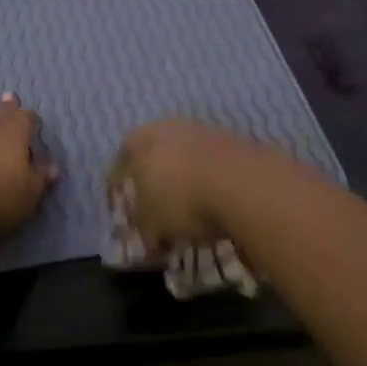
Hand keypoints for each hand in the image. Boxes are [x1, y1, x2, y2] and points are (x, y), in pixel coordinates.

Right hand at [108, 118, 258, 251]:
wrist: (245, 185)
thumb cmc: (182, 200)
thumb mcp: (152, 225)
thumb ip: (145, 229)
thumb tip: (149, 238)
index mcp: (141, 140)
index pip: (121, 162)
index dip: (121, 190)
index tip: (127, 214)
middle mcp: (170, 127)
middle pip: (156, 156)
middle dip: (156, 184)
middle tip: (159, 212)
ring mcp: (206, 131)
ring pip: (188, 159)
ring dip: (187, 182)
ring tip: (193, 213)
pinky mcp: (237, 142)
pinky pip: (215, 167)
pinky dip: (214, 184)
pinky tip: (219, 206)